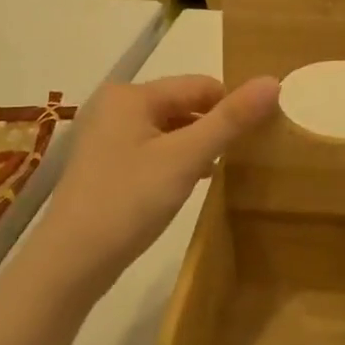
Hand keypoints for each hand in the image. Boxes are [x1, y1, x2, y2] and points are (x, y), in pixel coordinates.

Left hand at [23, 74, 279, 304]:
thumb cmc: (129, 201)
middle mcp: (115, 107)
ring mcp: (107, 138)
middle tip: (248, 155)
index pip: (200, 85)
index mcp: (132, 95)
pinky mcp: (106, 166)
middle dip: (215, 126)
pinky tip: (195, 182)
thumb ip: (230, 120)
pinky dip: (178, 161)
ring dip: (198, 146)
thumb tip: (273, 82)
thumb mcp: (186, 158)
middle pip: (184, 105)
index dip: (233, 106)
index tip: (263, 133)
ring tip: (227, 169)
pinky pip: (154, 151)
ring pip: (170, 130)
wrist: (71, 263)